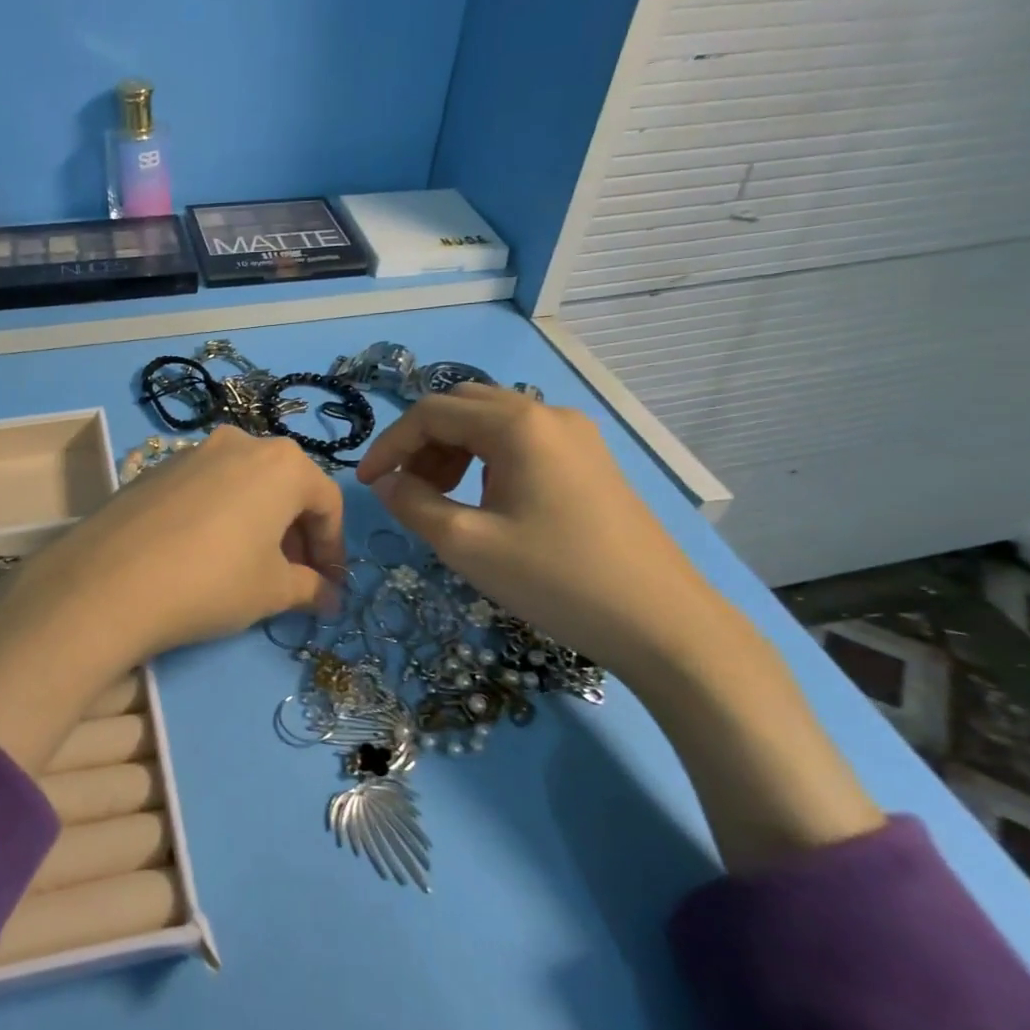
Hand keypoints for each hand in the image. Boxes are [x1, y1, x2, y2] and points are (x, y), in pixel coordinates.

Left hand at [13, 425, 344, 664]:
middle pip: (285, 488)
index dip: (334, 548)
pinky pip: (207, 489)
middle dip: (297, 535)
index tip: (330, 585)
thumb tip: (331, 599)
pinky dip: (221, 516)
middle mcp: (240, 443)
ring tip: (251, 568)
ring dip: (259, 524)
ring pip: (244, 486)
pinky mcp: (156, 469)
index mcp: (282, 462)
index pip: (326, 502)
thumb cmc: (213, 581)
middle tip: (295, 579)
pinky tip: (205, 554)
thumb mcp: (272, 591)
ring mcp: (193, 451)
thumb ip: (310, 589)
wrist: (110, 581)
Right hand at [354, 384, 734, 686]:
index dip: (390, 444)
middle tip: (406, 490)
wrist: (661, 622)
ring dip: (453, 450)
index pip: (431, 412)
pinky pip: (522, 442)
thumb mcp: (467, 544)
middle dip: (422, 443)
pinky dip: (486, 460)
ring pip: (493, 423)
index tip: (368, 484)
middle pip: (463, 407)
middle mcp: (547, 414)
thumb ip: (412, 504)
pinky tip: (486, 502)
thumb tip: (386, 482)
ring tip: (442, 499)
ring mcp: (576, 436)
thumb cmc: (555, 579)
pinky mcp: (590, 461)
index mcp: (517, 424)